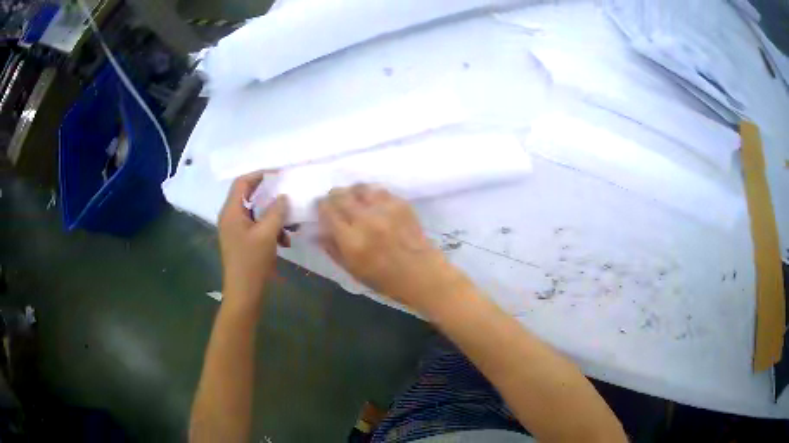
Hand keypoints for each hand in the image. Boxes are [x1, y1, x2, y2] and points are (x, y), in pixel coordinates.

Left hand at [219, 172, 288, 305]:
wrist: (244, 293)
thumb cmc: (252, 262)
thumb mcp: (267, 234)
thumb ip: (276, 211)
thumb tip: (283, 196)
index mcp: (231, 211)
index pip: (242, 182)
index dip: (259, 175)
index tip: (279, 174)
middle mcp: (230, 217)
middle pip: (249, 196)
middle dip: (270, 196)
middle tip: (288, 194)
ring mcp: (235, 230)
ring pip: (256, 212)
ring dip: (273, 215)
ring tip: (290, 224)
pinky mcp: (242, 241)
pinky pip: (256, 226)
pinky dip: (270, 229)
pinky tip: (285, 241)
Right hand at [317, 184, 465, 310]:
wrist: (422, 274)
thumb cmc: (385, 280)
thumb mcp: (352, 270)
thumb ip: (332, 248)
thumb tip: (317, 231)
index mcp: (351, 240)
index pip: (327, 211)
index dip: (320, 206)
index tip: (320, 207)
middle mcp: (366, 220)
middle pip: (340, 195)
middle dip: (333, 197)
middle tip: (334, 202)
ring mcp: (385, 209)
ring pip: (360, 187)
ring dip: (352, 192)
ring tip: (354, 200)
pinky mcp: (401, 204)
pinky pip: (379, 190)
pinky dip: (371, 195)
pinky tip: (372, 204)